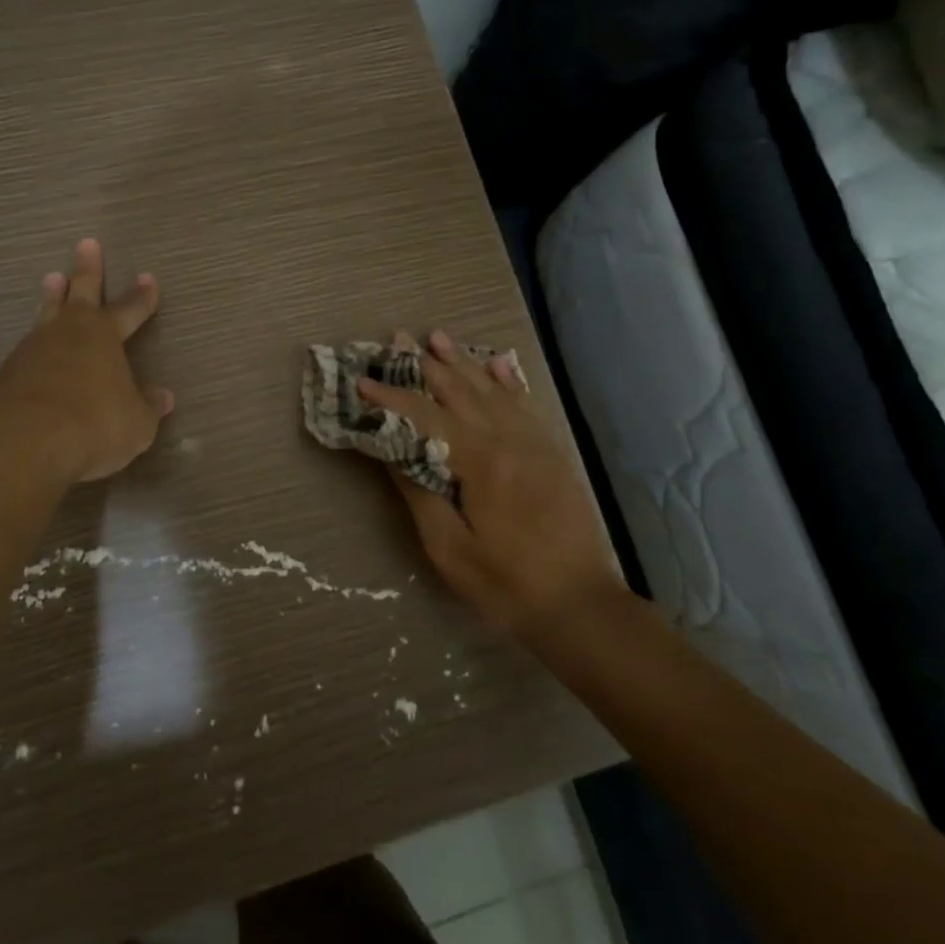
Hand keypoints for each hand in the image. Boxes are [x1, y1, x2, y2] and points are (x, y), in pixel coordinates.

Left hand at [0, 238, 174, 483]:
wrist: (23, 443)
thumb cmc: (93, 425)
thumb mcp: (136, 424)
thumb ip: (147, 407)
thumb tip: (163, 397)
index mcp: (104, 336)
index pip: (129, 309)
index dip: (141, 296)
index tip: (149, 278)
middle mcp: (68, 333)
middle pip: (80, 291)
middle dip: (87, 269)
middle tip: (87, 243)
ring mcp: (32, 349)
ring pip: (46, 313)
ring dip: (52, 296)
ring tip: (52, 278)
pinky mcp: (6, 373)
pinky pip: (27, 346)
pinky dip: (35, 341)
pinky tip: (34, 347)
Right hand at [359, 330, 620, 641]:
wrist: (581, 606)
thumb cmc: (507, 584)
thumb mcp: (449, 548)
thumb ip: (419, 492)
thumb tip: (390, 450)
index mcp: (481, 462)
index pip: (425, 417)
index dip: (391, 397)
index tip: (362, 380)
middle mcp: (509, 439)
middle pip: (459, 391)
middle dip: (425, 364)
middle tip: (398, 339)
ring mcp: (535, 442)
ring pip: (491, 389)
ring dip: (461, 362)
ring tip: (436, 337)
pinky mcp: (552, 452)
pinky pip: (525, 403)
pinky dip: (507, 379)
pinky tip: (496, 363)